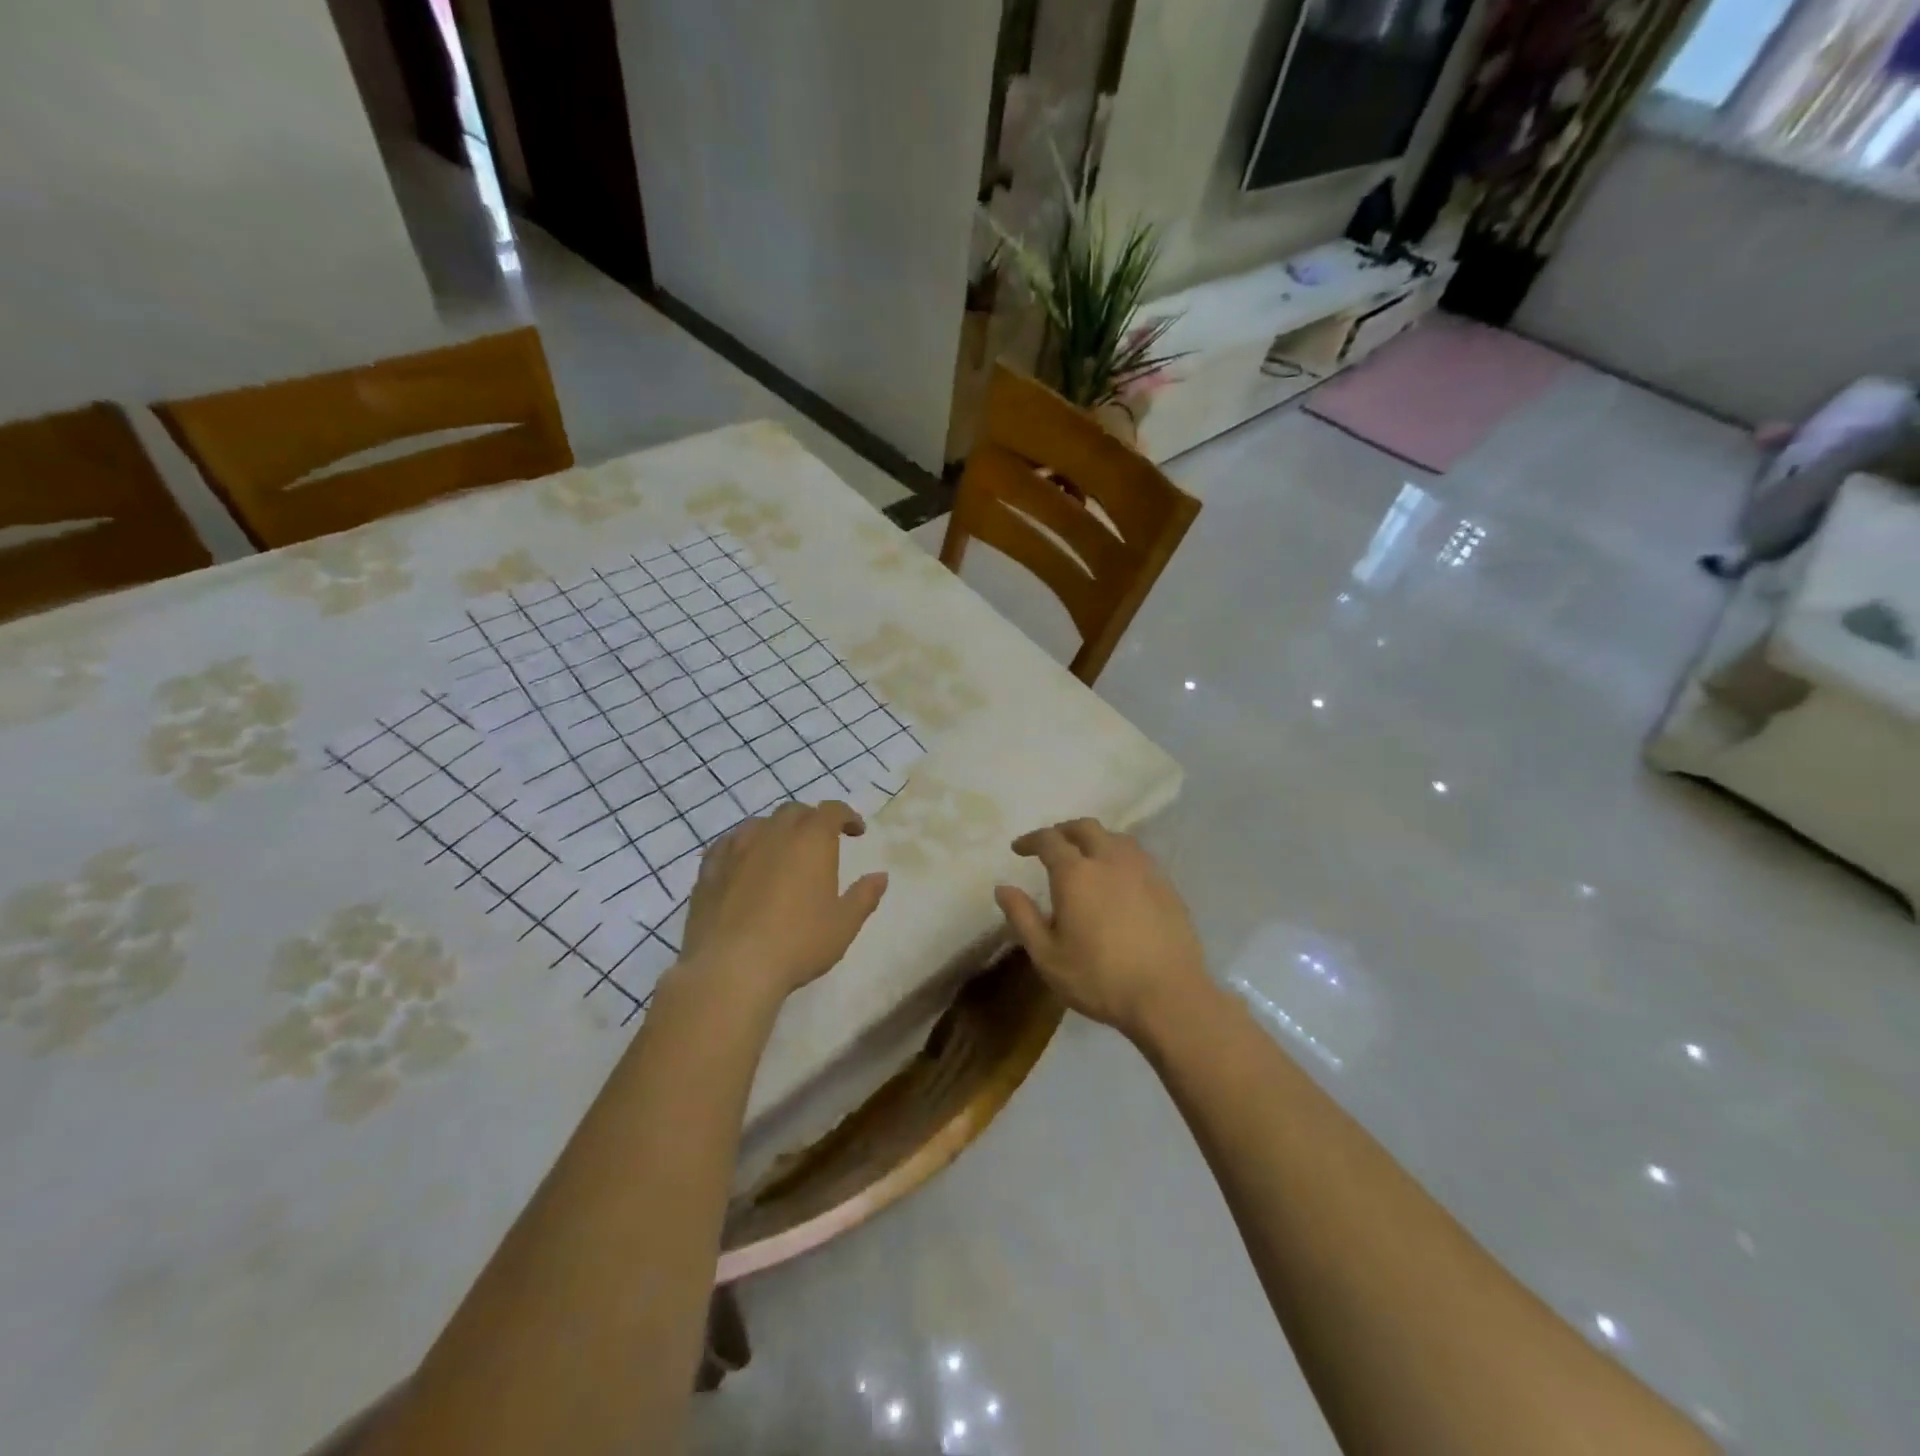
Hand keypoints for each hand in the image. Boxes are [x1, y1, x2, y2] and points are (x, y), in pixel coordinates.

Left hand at [678, 801, 888, 1004]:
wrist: (731, 968)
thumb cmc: (797, 943)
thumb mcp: (843, 924)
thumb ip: (864, 896)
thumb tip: (880, 876)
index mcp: (811, 840)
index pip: (832, 811)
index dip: (847, 816)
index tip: (856, 831)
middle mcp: (773, 833)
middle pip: (794, 811)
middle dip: (811, 820)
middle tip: (820, 842)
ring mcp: (736, 848)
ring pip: (759, 824)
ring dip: (775, 831)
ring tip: (781, 852)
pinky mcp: (708, 869)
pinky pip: (728, 845)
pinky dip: (742, 847)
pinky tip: (743, 864)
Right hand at [994, 819, 1208, 1040]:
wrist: (1169, 996)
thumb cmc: (1100, 979)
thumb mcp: (1047, 956)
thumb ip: (1022, 917)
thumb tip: (1002, 888)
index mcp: (1076, 873)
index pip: (1049, 840)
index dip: (1031, 840)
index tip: (1019, 849)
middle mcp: (1110, 860)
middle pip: (1085, 828)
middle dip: (1063, 831)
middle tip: (1051, 846)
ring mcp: (1143, 870)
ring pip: (1115, 837)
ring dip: (1095, 839)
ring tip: (1086, 857)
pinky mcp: (1166, 885)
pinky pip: (1138, 856)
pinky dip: (1119, 856)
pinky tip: (1118, 878)